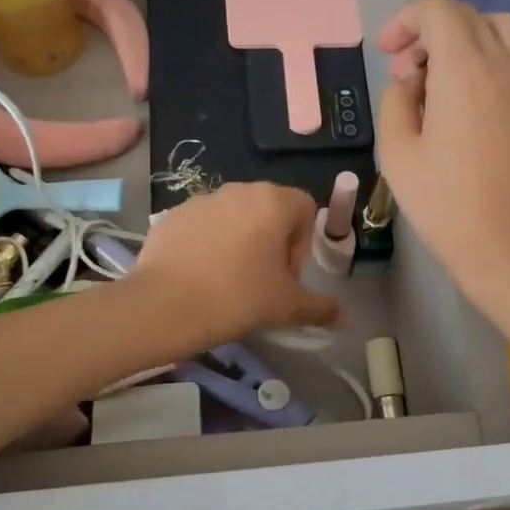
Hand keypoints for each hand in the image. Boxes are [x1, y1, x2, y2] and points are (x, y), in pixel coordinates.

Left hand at [132, 183, 341, 345]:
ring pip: (236, 216)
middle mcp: (239, 190)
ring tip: (230, 280)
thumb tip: (346, 319)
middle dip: (273, 241)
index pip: (305, 208)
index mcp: (273, 202)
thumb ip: (321, 308)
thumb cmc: (237, 299)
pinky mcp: (173, 215)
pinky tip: (201, 276)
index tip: (287, 276)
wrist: (163, 307)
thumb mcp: (287, 307)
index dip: (303, 243)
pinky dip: (210, 244)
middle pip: (270, 209)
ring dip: (242, 241)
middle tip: (263, 280)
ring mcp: (202, 199)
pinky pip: (204, 225)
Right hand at [377, 0, 509, 309]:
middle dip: (429, 32)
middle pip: (468, 17)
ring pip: (499, 31)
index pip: (438, 11)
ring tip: (440, 80)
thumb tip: (413, 82)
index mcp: (465, 70)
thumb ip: (397, 101)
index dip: (405, 20)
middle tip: (406, 73)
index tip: (386, 52)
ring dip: (463, 40)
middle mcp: (504, 64)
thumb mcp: (398, 152)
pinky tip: (467, 105)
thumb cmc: (444, 204)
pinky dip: (487, 61)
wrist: (508, 247)